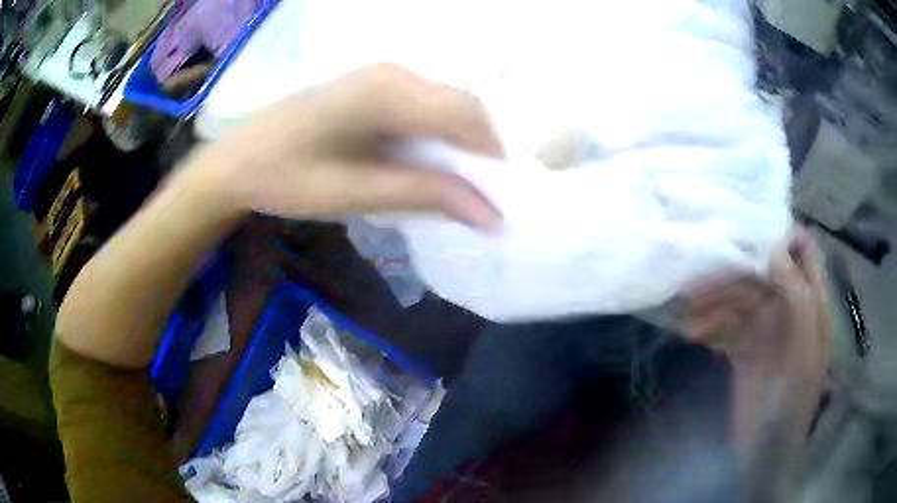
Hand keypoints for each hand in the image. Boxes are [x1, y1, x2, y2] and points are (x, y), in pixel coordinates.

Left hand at [196, 64, 502, 228]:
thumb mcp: (357, 193)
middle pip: (461, 105)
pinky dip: (436, 136)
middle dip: (479, 151)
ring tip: (456, 184)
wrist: (234, 162)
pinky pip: (423, 106)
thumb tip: (490, 214)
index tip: (500, 198)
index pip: (467, 115)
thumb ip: (426, 195)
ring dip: (459, 144)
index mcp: (390, 91)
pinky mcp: (371, 87)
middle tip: (481, 195)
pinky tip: (426, 162)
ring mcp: (381, 76)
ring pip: (445, 105)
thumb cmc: (286, 178)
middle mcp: (393, 72)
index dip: (492, 157)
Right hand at [683, 230, 831, 443]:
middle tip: (699, 279)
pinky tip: (692, 334)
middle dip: (735, 273)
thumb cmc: (792, 400)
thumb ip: (797, 297)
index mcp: (812, 302)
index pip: (804, 251)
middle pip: (764, 274)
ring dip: (716, 304)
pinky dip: (711, 327)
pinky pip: (728, 326)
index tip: (751, 225)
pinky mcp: (745, 350)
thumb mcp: (803, 348)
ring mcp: (767, 329)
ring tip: (688, 316)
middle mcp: (790, 308)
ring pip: (741, 299)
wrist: (764, 450)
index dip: (783, 233)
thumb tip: (774, 249)